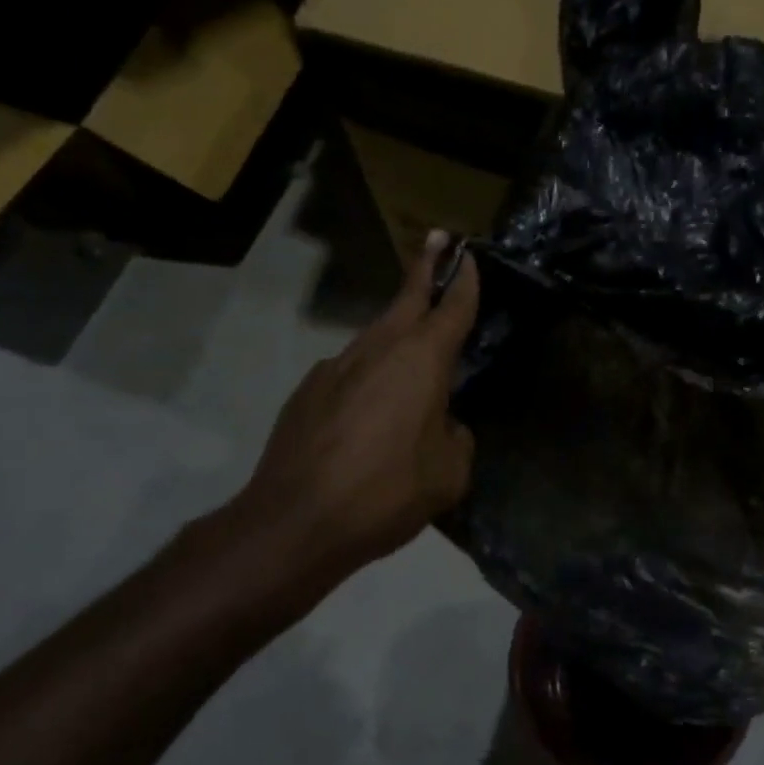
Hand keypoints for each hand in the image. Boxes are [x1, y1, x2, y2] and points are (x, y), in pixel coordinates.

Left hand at [239, 232, 479, 583]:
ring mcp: (335, 367)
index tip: (466, 255)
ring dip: (397, 330)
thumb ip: (456, 437)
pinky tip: (368, 413)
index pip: (450, 307)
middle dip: (425, 268)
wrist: (296, 521)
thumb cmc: (386, 492)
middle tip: (438, 243)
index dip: (463, 280)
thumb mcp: (449, 474)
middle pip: (406, 299)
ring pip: (376, 336)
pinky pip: (349, 372)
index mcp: (421, 361)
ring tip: (411, 353)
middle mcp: (378, 350)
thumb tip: (443, 425)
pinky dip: (367, 376)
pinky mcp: (307, 391)